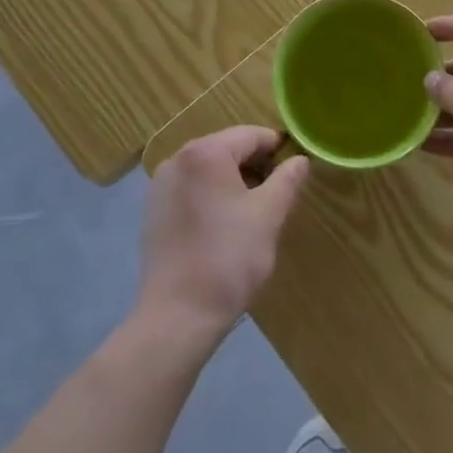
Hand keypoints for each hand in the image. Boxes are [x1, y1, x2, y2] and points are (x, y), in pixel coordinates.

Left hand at [138, 126, 309, 343]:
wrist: (177, 316)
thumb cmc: (228, 258)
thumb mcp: (268, 215)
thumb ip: (287, 180)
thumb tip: (299, 160)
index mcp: (206, 152)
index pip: (251, 135)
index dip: (276, 149)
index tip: (294, 170)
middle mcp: (178, 158)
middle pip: (227, 149)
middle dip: (254, 166)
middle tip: (276, 195)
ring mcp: (160, 185)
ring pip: (207, 170)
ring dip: (232, 182)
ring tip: (252, 213)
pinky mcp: (152, 211)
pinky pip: (190, 189)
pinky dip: (210, 197)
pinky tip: (222, 227)